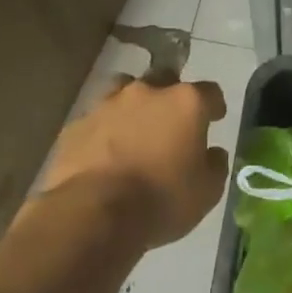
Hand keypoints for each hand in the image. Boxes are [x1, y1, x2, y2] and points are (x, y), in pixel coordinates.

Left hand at [44, 76, 227, 250]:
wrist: (93, 213)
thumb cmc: (161, 200)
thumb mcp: (207, 192)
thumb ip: (215, 165)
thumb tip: (213, 153)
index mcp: (185, 103)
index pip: (210, 92)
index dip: (214, 106)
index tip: (214, 118)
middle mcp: (147, 93)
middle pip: (165, 79)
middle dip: (170, 96)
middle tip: (172, 122)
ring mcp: (107, 105)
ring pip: (124, 90)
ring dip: (133, 105)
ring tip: (134, 129)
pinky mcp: (77, 125)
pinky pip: (96, 119)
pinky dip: (104, 129)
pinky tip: (104, 151)